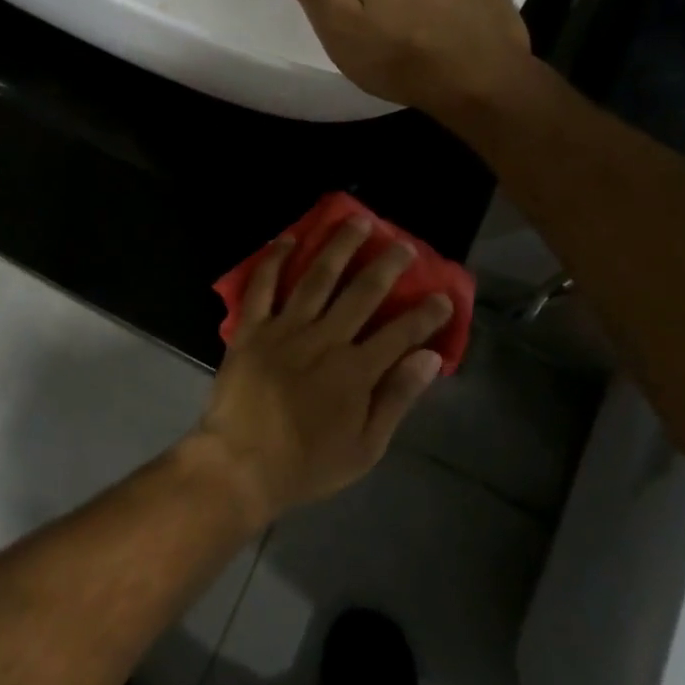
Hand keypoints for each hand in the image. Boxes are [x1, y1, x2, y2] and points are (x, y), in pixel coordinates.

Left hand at [193, 217, 452, 522]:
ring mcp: (284, 329)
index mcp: (355, 371)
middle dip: (386, 265)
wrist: (240, 463)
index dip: (426, 313)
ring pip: (316, 277)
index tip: (443, 294)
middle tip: (402, 243)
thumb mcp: (364, 447)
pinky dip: (274, 259)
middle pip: (361, 293)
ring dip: (338, 247)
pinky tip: (287, 238)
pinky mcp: (251, 328)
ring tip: (356, 221)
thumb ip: (396, 398)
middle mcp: (323, 339)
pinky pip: (262, 286)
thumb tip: (428, 358)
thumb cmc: (306, 463)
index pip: (400, 333)